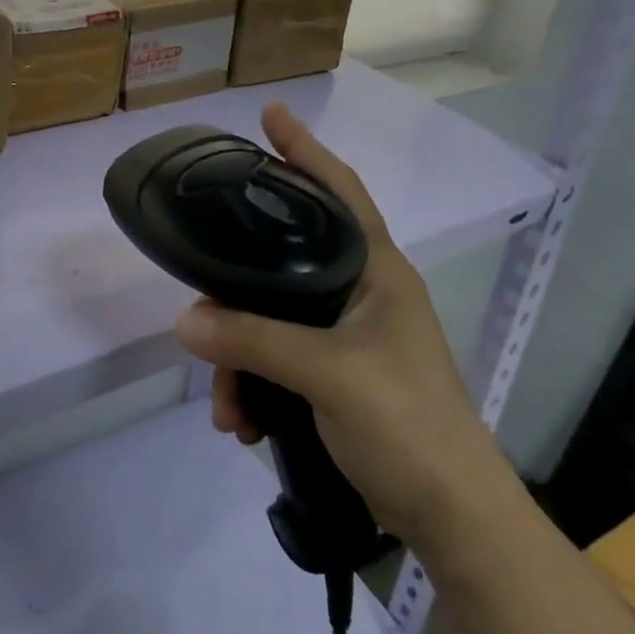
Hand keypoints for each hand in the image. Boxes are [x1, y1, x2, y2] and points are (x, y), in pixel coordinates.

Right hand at [175, 103, 511, 543]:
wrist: (451, 518)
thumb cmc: (407, 424)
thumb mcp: (327, 374)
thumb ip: (254, 341)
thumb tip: (184, 320)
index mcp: (376, 271)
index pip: (339, 190)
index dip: (305, 150)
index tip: (271, 115)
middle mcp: (360, 292)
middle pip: (283, 260)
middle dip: (237, 289)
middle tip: (201, 293)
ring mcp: (347, 335)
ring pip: (270, 318)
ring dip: (238, 358)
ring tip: (224, 405)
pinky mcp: (334, 374)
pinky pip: (275, 360)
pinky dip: (252, 385)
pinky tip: (240, 421)